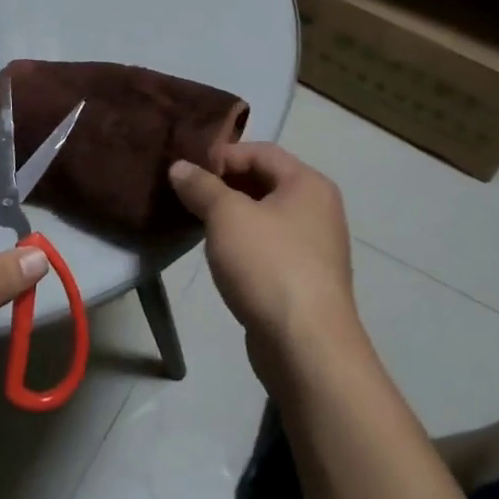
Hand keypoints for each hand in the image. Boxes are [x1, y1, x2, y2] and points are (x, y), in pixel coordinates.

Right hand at [169, 144, 361, 362]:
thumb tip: (180, 167)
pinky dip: (243, 243)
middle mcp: (318, 209)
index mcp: (308, 184)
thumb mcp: (226, 216)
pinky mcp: (305, 278)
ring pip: (264, 216)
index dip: (221, 155)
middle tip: (186, 195)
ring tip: (195, 223)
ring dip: (230, 216)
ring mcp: (315, 246)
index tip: (187, 172)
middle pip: (264, 181)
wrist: (306, 346)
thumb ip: (201, 186)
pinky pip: (268, 246)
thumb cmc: (268, 265)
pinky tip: (219, 256)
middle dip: (223, 185)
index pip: (260, 151)